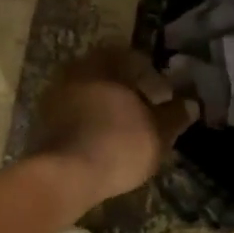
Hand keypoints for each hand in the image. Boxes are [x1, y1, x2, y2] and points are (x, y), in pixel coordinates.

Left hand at [31, 45, 195, 204]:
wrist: (64, 174)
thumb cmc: (118, 143)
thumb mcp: (158, 132)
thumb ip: (174, 115)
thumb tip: (190, 103)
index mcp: (103, 63)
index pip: (132, 58)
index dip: (152, 76)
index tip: (164, 96)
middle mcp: (76, 70)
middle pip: (108, 74)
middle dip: (128, 90)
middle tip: (146, 112)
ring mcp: (55, 95)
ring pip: (89, 93)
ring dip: (107, 107)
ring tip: (125, 130)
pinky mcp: (43, 120)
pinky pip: (74, 113)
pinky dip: (90, 122)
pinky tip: (102, 142)